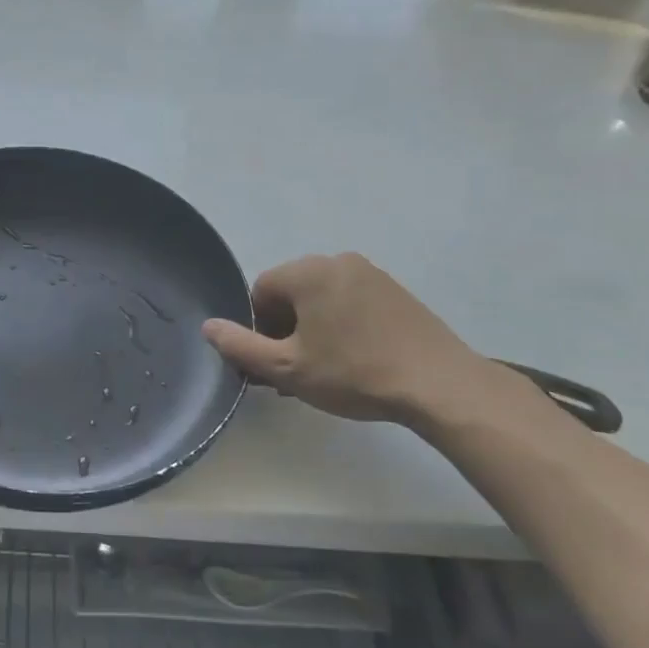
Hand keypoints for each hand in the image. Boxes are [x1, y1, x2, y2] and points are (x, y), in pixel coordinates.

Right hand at [202, 254, 491, 423]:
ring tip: (327, 368)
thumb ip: (241, 346)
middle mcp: (338, 261)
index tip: (276, 360)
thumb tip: (208, 327)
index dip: (259, 327)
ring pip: (322, 298)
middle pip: (292, 291)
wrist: (440, 386)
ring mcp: (372, 274)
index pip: (261, 290)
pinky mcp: (397, 292)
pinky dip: (343, 324)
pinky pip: (352, 301)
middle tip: (298, 369)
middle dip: (286, 328)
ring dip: (314, 327)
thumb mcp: (288, 368)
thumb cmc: (354, 374)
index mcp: (309, 271)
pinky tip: (356, 359)